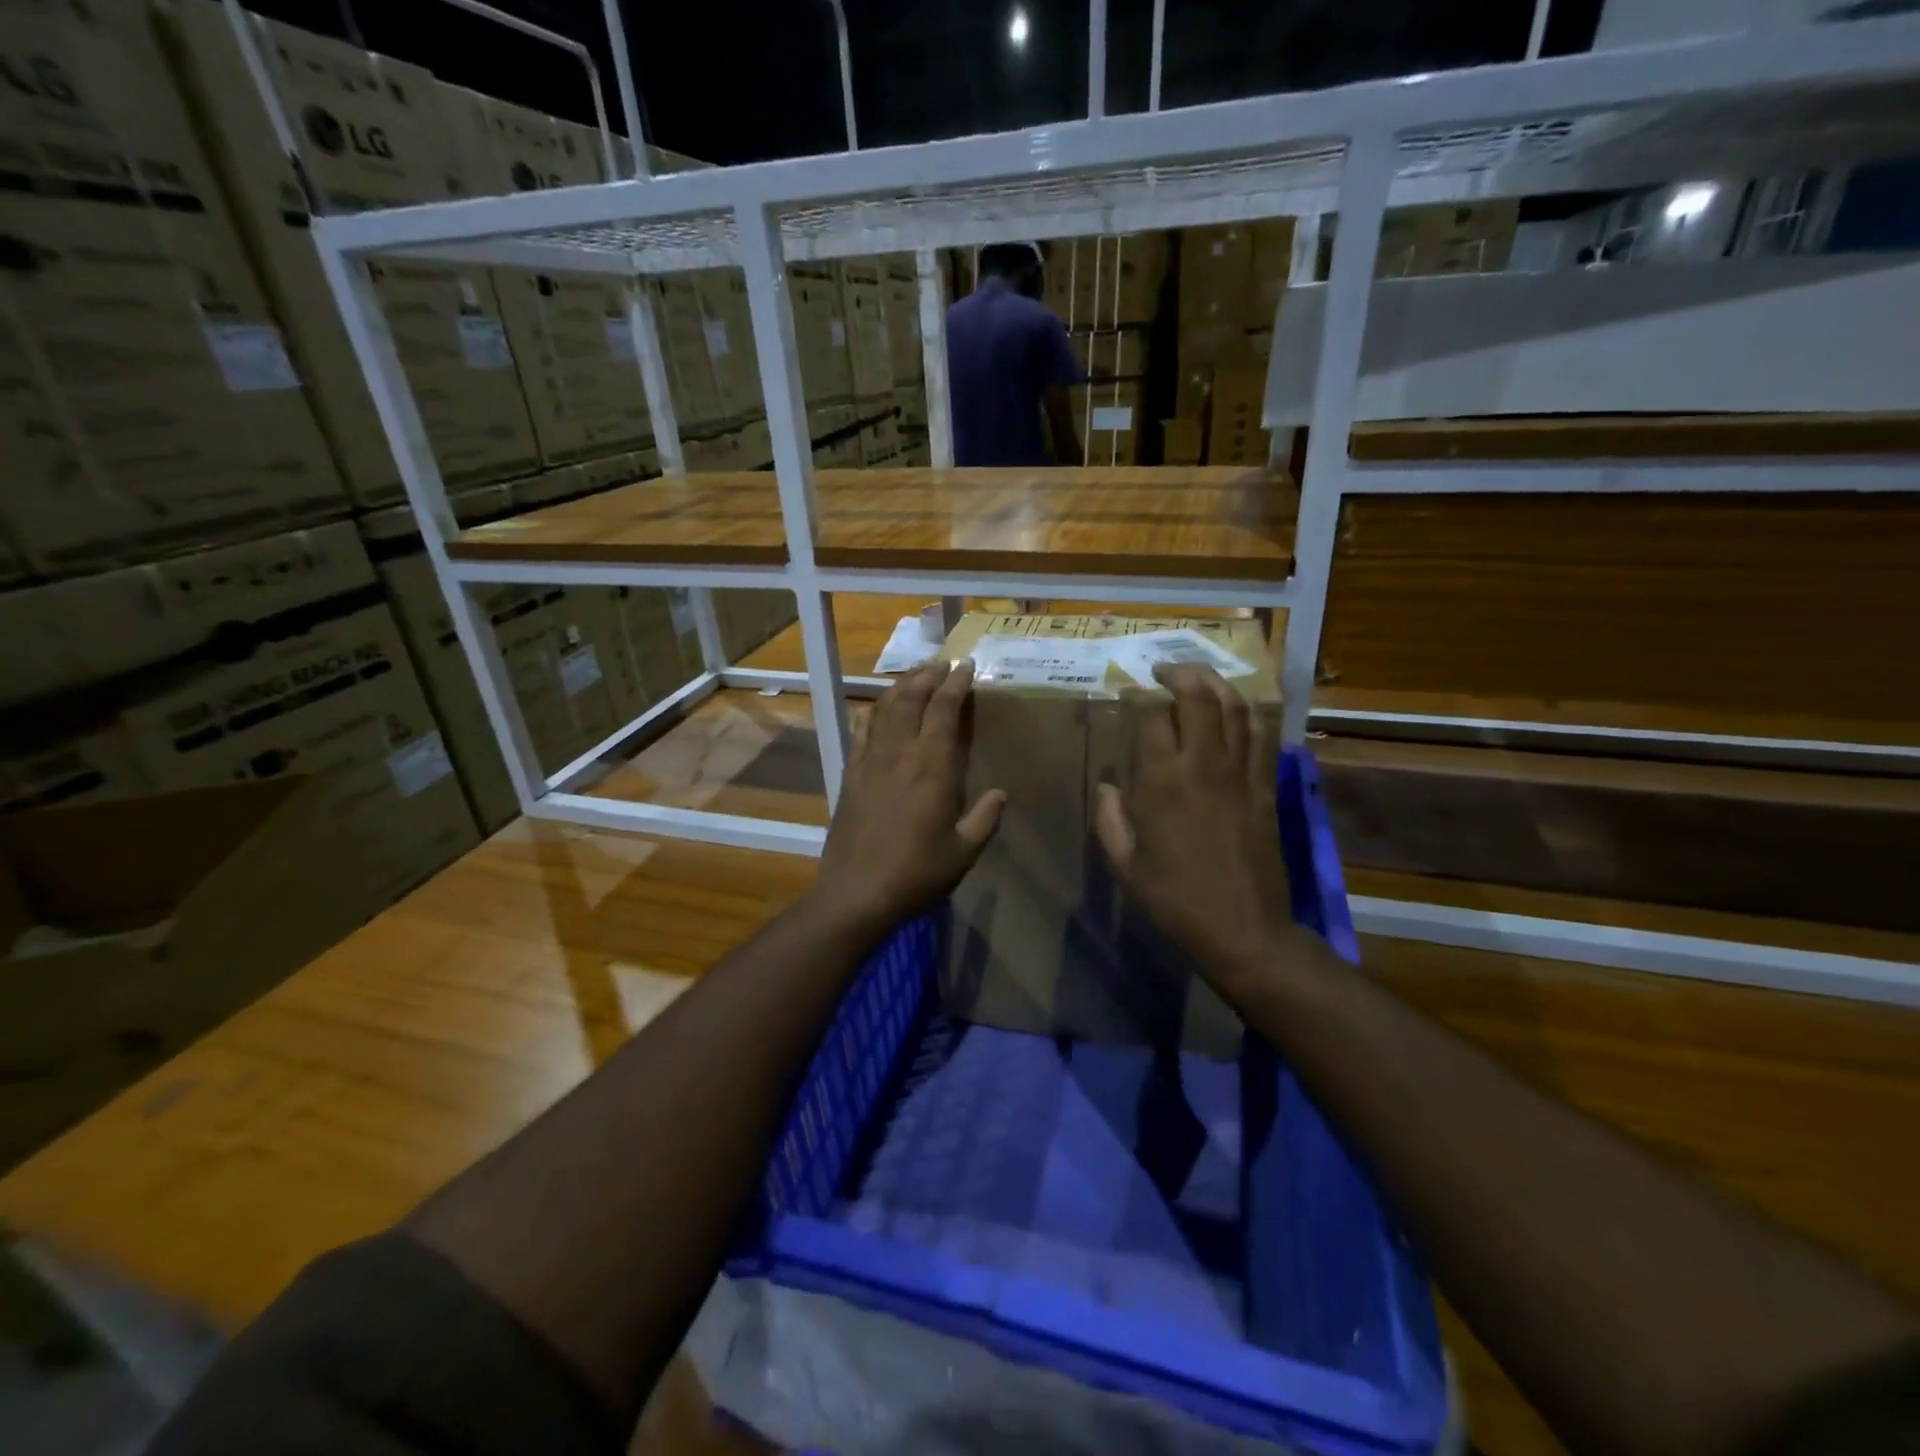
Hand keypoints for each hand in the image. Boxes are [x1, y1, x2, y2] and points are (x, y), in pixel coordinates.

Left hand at [813, 661, 1005, 932]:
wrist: (856, 892)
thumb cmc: (916, 873)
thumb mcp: (964, 852)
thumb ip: (985, 819)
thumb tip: (1001, 794)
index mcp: (932, 767)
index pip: (944, 710)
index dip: (956, 683)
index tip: (967, 665)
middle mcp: (900, 754)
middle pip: (911, 699)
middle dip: (928, 675)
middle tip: (942, 662)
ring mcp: (870, 762)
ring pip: (885, 709)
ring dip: (901, 687)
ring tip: (914, 675)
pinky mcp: (851, 775)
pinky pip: (861, 732)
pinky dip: (872, 713)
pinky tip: (876, 708)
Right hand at [1094, 664, 1293, 993]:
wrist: (1244, 931)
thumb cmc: (1175, 899)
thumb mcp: (1125, 864)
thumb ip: (1110, 818)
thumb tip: (1108, 785)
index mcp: (1162, 782)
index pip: (1150, 715)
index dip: (1137, 694)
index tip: (1127, 690)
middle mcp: (1203, 766)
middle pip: (1198, 697)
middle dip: (1178, 673)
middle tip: (1162, 671)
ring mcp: (1241, 774)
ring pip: (1235, 708)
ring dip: (1215, 683)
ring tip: (1198, 678)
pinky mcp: (1265, 787)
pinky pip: (1261, 736)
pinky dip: (1246, 714)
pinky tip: (1234, 712)